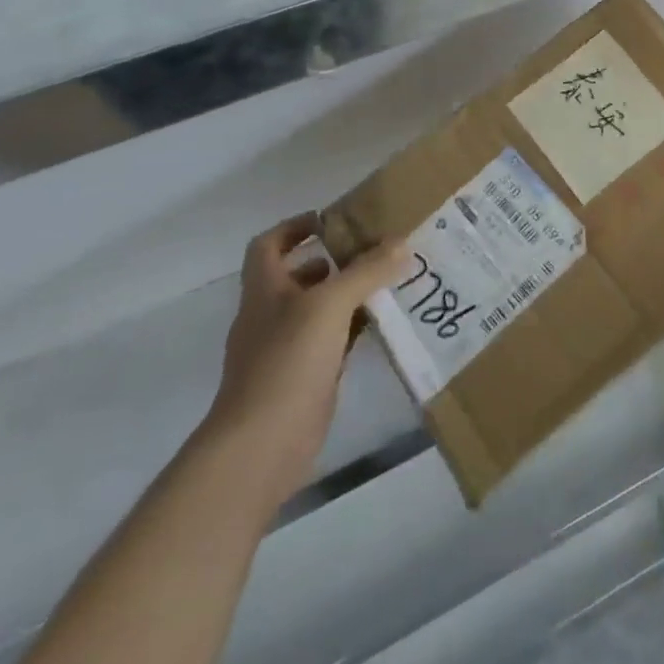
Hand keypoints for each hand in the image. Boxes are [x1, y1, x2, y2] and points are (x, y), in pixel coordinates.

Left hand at [202, 215, 408, 515]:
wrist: (262, 444)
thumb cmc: (287, 361)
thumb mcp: (329, 305)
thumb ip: (366, 271)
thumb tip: (402, 243)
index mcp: (264, 289)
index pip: (269, 245)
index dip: (294, 227)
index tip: (331, 219)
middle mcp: (271, 314)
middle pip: (299, 276)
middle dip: (334, 260)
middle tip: (376, 249)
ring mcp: (286, 349)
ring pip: (320, 310)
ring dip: (349, 294)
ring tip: (390, 280)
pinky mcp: (306, 378)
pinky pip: (334, 341)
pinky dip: (356, 328)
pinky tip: (385, 322)